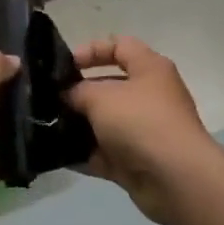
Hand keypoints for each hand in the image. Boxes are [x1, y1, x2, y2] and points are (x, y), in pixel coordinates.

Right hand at [65, 36, 221, 224]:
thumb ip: (78, 91)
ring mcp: (145, 131)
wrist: (175, 178)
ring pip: (106, 123)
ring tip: (48, 128)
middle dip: (79, 93)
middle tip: (49, 100)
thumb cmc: (140, 122)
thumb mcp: (101, 97)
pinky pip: (106, 154)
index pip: (120, 46)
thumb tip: (68, 95)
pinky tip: (58, 156)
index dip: (91, 50)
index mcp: (149, 68)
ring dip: (80, 126)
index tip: (64, 65)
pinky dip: (85, 155)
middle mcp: (150, 96)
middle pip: (110, 87)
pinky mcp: (138, 162)